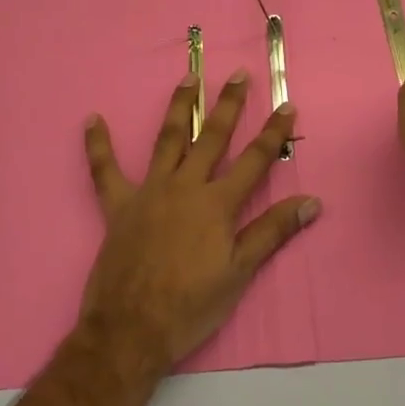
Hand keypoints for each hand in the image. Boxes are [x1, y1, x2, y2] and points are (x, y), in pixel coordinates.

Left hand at [80, 70, 320, 371]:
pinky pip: (105, 171)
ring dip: (179, 107)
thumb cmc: (191, 306)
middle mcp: (185, 187)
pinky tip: (92, 119)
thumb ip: (273, 231)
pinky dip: (98, 145)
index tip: (287, 105)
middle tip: (237, 74)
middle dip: (227, 104)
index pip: (255, 160)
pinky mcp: (118, 206)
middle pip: (211, 137)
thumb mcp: (240, 272)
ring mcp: (149, 192)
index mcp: (217, 204)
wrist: (131, 331)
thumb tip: (312, 202)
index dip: (273, 133)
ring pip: (167, 140)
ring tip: (188, 78)